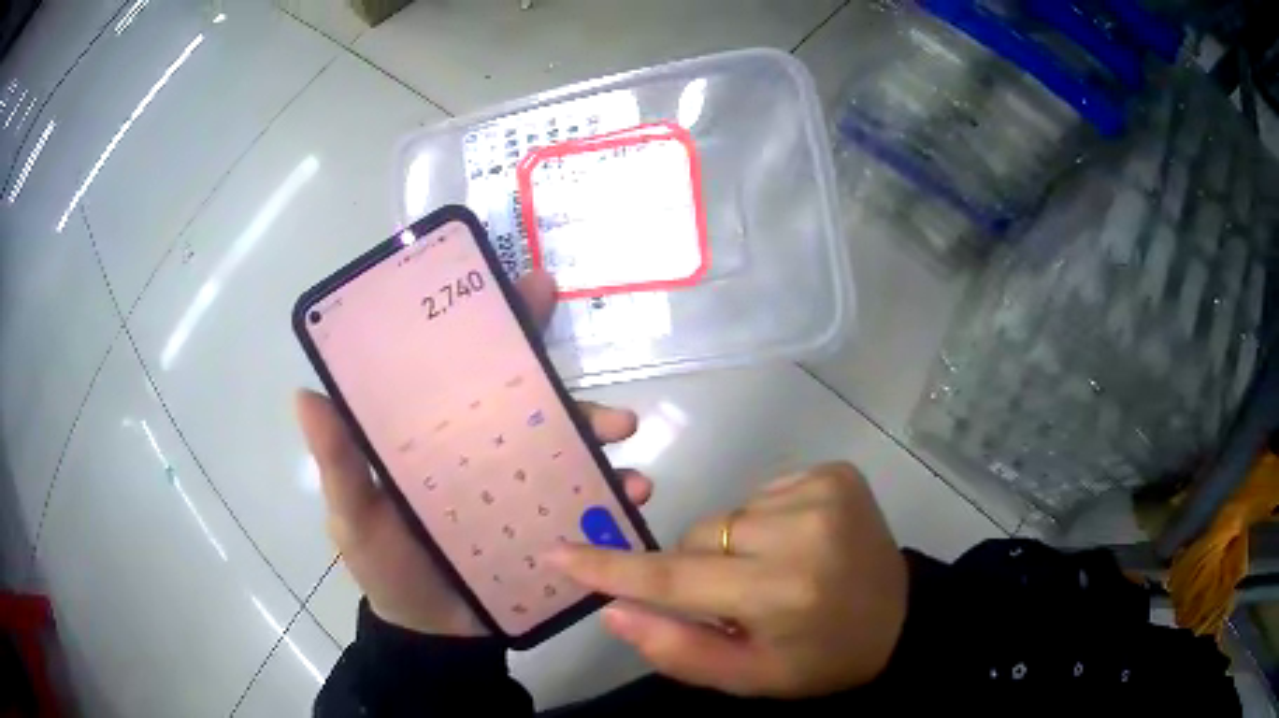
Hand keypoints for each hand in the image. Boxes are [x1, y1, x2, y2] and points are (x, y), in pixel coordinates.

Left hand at [296, 270, 653, 635]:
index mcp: (434, 432)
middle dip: (560, 369)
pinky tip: (631, 491)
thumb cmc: (387, 567)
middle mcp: (480, 445)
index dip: (493, 321)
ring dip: (597, 426)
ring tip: (620, 432)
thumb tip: (305, 393)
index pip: (462, 365)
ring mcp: (517, 481)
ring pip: (563, 437)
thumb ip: (336, 463)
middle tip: (581, 353)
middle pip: (524, 392)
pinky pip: (583, 495)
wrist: (434, 634)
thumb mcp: (352, 514)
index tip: (525, 285)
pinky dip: (610, 487)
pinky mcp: (545, 519)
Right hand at [547, 462, 907, 697]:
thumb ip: (677, 649)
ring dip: (735, 545)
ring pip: (728, 515)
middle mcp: (802, 529)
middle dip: (700, 568)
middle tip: (741, 597)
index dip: (612, 568)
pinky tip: (797, 544)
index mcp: (782, 590)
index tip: (558, 553)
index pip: (675, 578)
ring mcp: (822, 490)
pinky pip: (763, 494)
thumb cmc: (822, 659)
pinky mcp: (835, 471)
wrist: (900, 619)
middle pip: (699, 538)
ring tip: (777, 571)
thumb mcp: (749, 676)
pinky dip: (764, 521)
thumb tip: (613, 609)